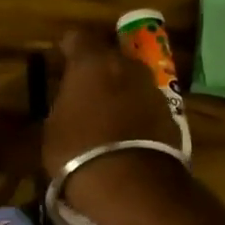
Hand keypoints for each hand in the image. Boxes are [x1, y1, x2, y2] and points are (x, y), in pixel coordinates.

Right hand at [44, 29, 186, 219]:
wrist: (131, 186)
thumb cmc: (78, 154)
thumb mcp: (53, 130)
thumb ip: (63, 105)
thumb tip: (70, 102)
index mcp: (92, 62)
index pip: (77, 38)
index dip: (67, 51)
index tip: (59, 66)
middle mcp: (127, 66)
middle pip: (110, 58)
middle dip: (98, 71)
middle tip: (84, 94)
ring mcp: (153, 89)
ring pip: (132, 82)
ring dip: (120, 93)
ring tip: (107, 119)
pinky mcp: (171, 115)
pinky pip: (146, 106)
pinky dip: (137, 115)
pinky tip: (127, 137)